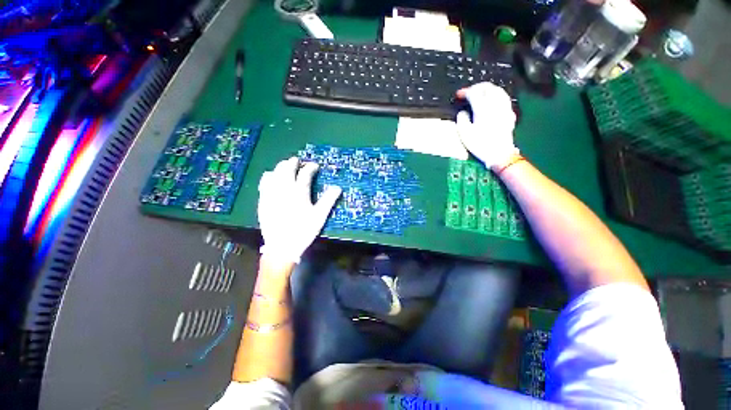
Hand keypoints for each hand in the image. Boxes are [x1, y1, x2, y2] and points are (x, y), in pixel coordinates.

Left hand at [258, 157, 341, 264]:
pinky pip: (264, 183)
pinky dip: (269, 176)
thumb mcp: (319, 216)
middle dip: (293, 163)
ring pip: (274, 174)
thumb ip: (328, 200)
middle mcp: (284, 189)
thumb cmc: (303, 231)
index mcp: (299, 193)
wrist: (281, 246)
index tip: (315, 166)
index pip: (305, 174)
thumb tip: (338, 187)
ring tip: (285, 166)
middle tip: (297, 161)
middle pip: (287, 170)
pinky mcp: (263, 200)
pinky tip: (271, 176)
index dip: (311, 167)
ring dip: (280, 167)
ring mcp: (271, 194)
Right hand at [455, 82, 519, 170]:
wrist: (499, 153)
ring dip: (487, 89)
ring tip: (480, 93)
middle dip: (476, 87)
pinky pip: (503, 98)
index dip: (465, 92)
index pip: (474, 93)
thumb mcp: (464, 134)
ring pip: (498, 90)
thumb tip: (462, 113)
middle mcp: (495, 104)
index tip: (458, 95)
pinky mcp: (509, 113)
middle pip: (487, 87)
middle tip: (468, 92)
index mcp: (482, 109)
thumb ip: (461, 120)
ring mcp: (504, 108)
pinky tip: (493, 100)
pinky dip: (496, 95)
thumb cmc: (480, 145)